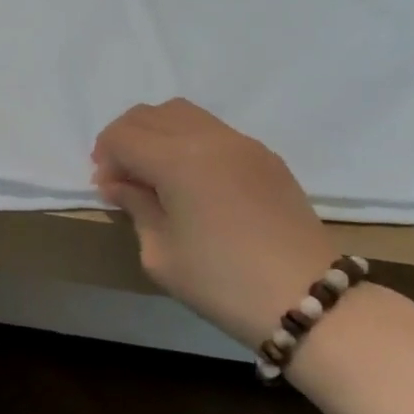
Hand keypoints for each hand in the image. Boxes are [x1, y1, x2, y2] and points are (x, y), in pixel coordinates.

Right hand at [92, 99, 335, 345]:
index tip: (106, 188)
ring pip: (182, 113)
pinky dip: (187, 140)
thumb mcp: (160, 253)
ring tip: (153, 171)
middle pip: (149, 115)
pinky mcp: (265, 156)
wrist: (308, 300)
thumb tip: (118, 184)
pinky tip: (190, 178)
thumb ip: (135, 207)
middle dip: (125, 139)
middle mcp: (209, 138)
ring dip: (156, 133)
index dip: (105, 157)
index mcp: (177, 160)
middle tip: (121, 176)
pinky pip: (212, 130)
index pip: (123, 136)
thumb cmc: (221, 282)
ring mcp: (242, 143)